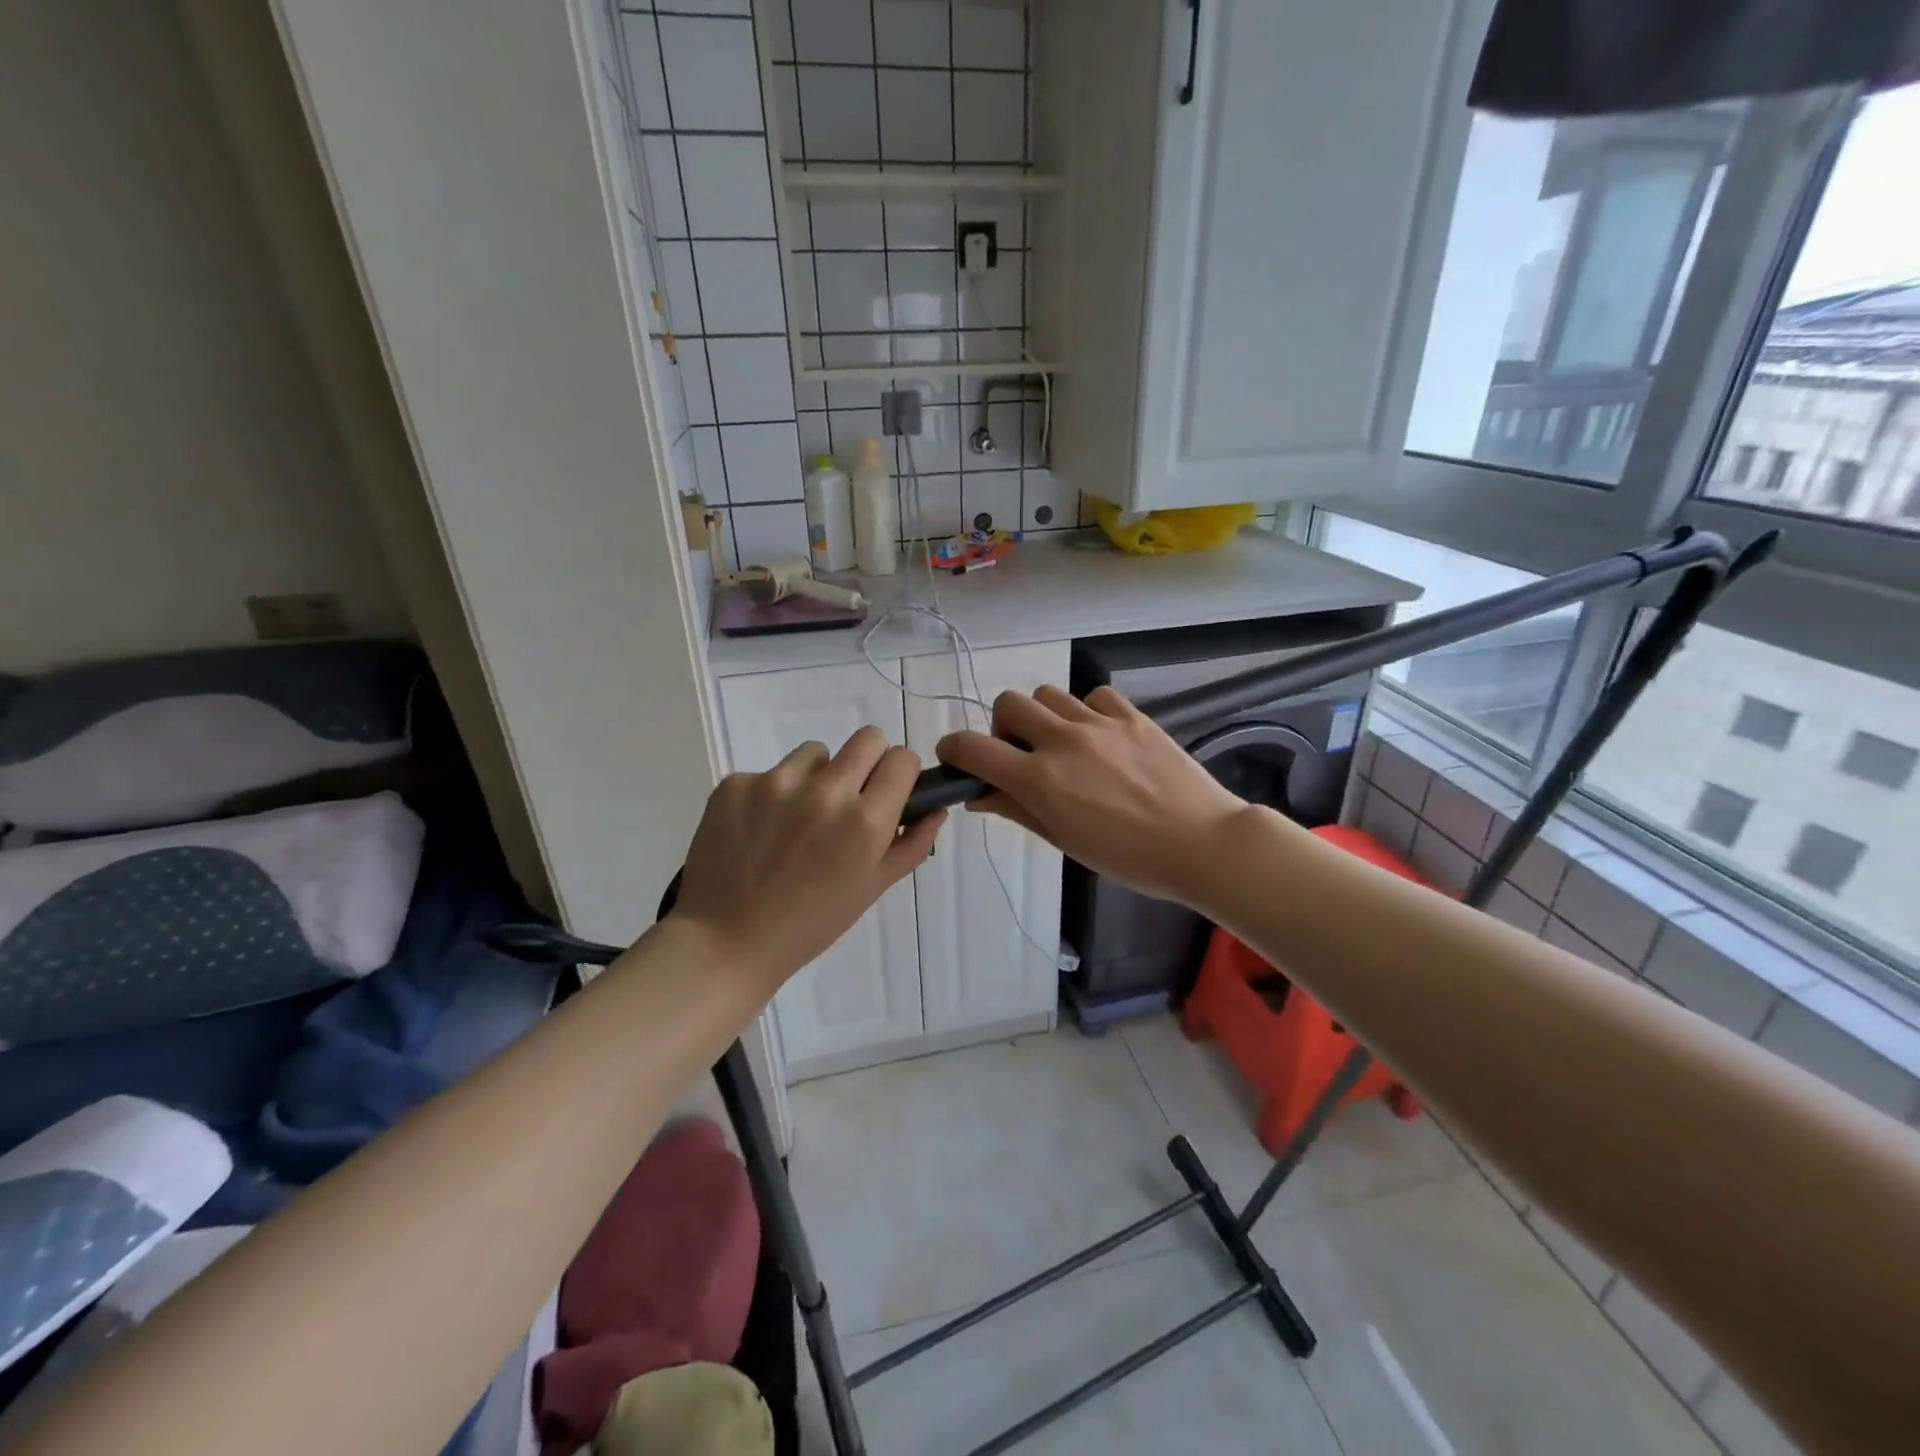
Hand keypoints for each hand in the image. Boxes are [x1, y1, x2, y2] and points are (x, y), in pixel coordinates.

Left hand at [669, 728, 941, 990]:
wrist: (726, 942)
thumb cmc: (810, 924)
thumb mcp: (872, 888)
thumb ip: (912, 844)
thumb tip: (936, 809)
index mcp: (866, 820)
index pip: (902, 759)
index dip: (899, 774)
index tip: (887, 792)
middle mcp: (826, 791)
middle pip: (867, 738)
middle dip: (867, 761)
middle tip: (849, 797)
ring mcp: (776, 783)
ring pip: (815, 753)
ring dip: (815, 777)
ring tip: (795, 821)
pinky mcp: (736, 783)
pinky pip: (768, 773)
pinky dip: (770, 795)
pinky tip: (758, 832)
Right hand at [936, 685, 1250, 904]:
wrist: (1201, 843)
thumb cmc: (1128, 857)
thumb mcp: (1063, 840)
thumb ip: (1017, 810)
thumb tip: (979, 794)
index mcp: (1040, 778)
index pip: (973, 748)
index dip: (953, 750)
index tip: (956, 759)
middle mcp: (1062, 740)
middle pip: (1008, 704)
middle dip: (1003, 728)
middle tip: (1021, 755)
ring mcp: (1099, 722)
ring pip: (1047, 694)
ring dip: (1043, 717)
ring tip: (1063, 745)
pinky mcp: (1131, 715)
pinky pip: (1093, 696)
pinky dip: (1086, 711)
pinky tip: (1100, 737)